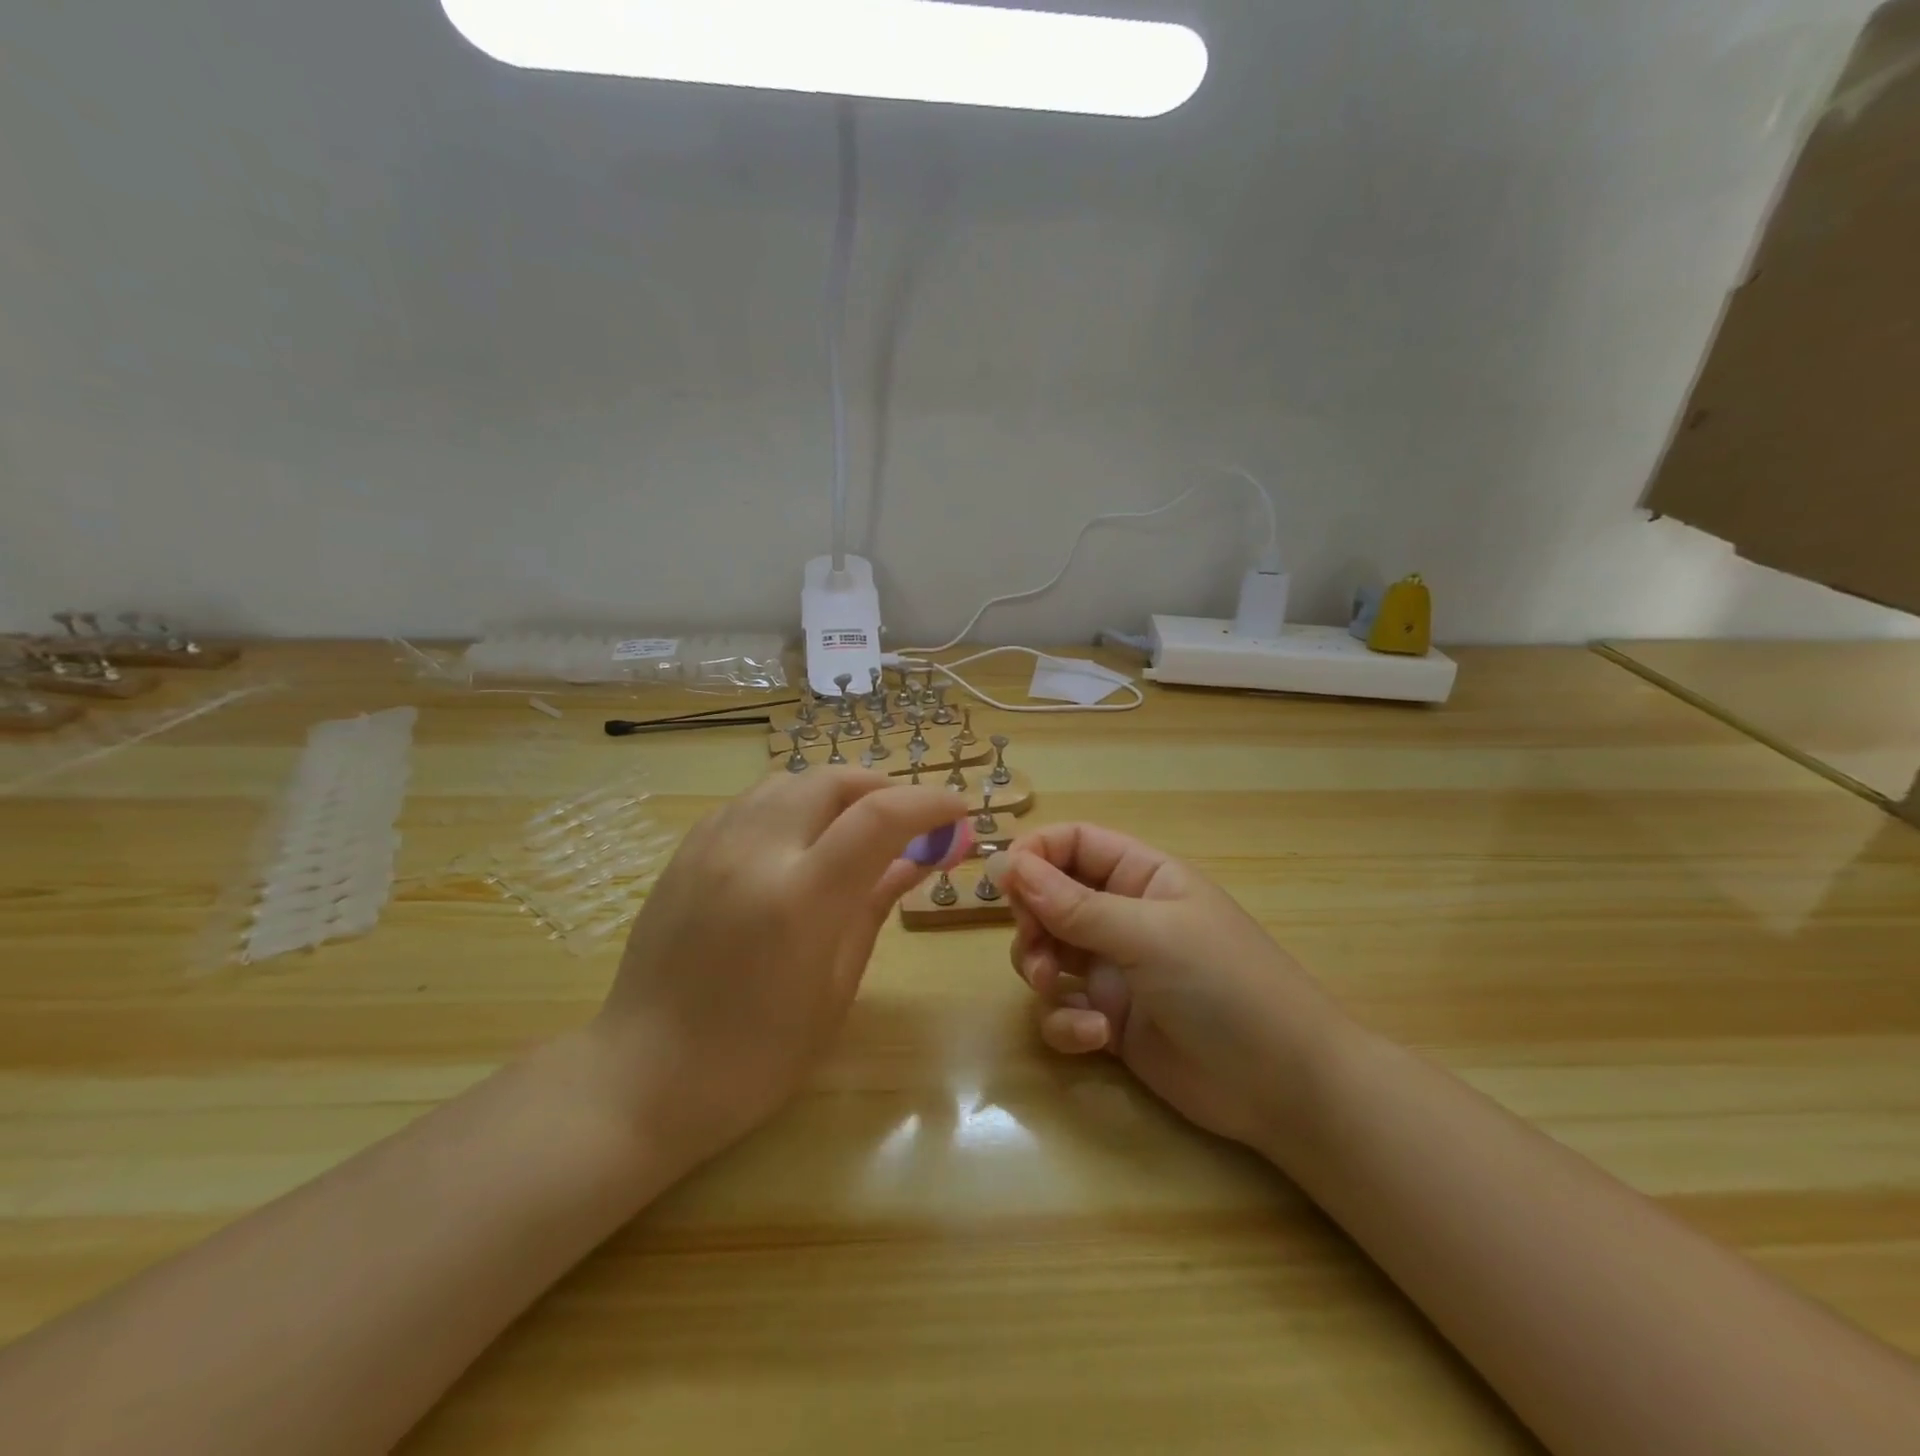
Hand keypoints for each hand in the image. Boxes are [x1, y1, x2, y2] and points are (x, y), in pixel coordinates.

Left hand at [591, 769, 969, 1171]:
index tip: (958, 811)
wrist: (643, 1076)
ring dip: (836, 791)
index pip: (879, 818)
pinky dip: (792, 803)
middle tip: (909, 819)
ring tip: (856, 825)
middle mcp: (754, 854)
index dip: (929, 803)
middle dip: (883, 788)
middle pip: (832, 781)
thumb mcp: (834, 988)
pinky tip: (800, 838)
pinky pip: (752, 801)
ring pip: (789, 781)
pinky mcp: (686, 851)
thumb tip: (920, 857)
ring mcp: (712, 846)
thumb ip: (876, 906)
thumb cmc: (756, 1056)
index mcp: (800, 900)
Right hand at [999, 825, 1348, 1152]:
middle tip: (1035, 945)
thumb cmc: (1224, 985)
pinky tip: (1095, 1038)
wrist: (1284, 1088)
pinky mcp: (1109, 1021)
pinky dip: (1066, 1021)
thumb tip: (1009, 864)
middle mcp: (1123, 916)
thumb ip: (1075, 904)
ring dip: (1041, 969)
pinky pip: (1063, 1009)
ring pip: (1047, 953)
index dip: (1036, 854)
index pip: (1075, 843)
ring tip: (1058, 990)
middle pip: (1050, 898)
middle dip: (1033, 921)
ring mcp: (1115, 970)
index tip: (1004, 880)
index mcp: (1142, 877)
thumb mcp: (1149, 936)